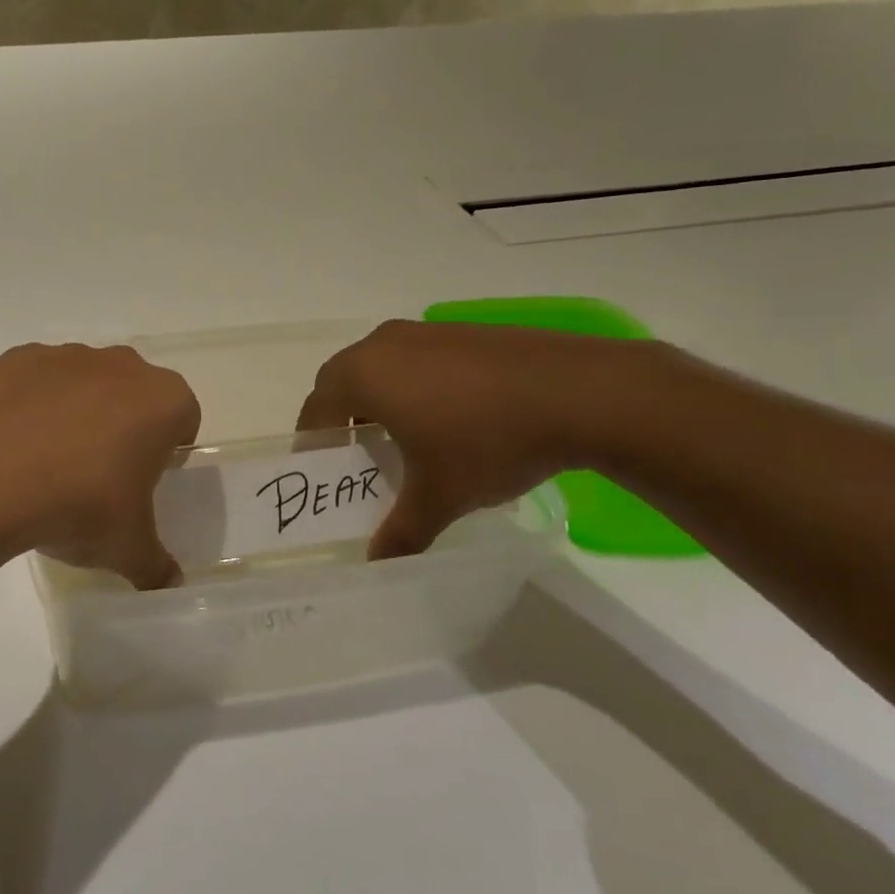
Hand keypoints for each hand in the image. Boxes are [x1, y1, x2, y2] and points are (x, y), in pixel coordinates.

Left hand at [0, 343, 200, 589]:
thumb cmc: (79, 506)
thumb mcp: (128, 549)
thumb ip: (157, 565)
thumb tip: (170, 583)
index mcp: (162, 401)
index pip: (184, 417)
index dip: (170, 447)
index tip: (147, 477)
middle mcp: (121, 365)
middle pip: (135, 392)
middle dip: (126, 423)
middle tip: (102, 470)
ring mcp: (68, 356)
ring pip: (87, 380)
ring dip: (80, 409)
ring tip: (51, 459)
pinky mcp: (21, 358)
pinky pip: (39, 380)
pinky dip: (34, 402)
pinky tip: (16, 442)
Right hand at [296, 321, 654, 556]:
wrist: (580, 393)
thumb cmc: (488, 442)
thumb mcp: (440, 496)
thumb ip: (401, 531)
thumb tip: (377, 563)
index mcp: (362, 376)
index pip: (316, 409)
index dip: (313, 441)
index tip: (324, 469)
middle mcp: (383, 345)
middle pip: (342, 381)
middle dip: (341, 417)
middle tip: (357, 454)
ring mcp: (425, 331)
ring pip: (380, 366)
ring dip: (378, 397)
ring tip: (403, 436)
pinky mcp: (462, 330)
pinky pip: (417, 358)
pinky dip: (414, 384)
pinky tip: (449, 414)